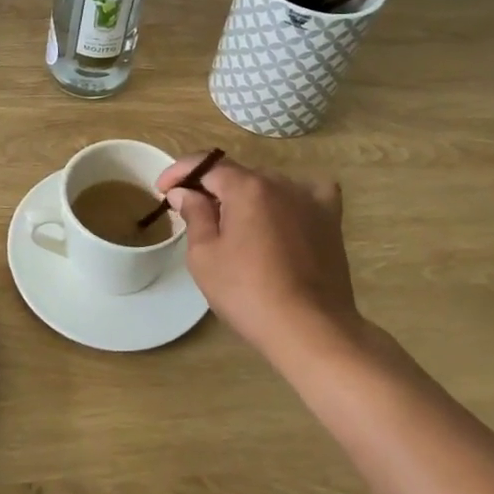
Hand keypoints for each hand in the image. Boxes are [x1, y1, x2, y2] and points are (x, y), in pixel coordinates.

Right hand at [157, 151, 365, 363]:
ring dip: (247, 197)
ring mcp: (310, 199)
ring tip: (236, 225)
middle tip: (194, 215)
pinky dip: (291, 198)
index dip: (179, 172)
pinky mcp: (330, 219)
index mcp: (246, 187)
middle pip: (238, 175)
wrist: (309, 329)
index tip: (162, 189)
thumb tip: (184, 191)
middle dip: (212, 189)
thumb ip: (194, 215)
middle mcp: (280, 182)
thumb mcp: (205, 256)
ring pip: (269, 185)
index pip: (206, 165)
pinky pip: (308, 194)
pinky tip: (286, 213)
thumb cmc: (247, 293)